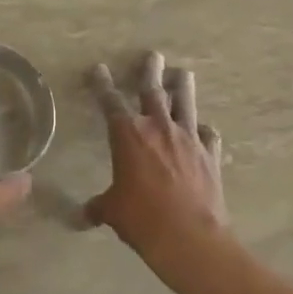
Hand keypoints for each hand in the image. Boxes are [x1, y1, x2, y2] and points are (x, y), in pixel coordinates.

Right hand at [86, 51, 227, 267]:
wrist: (190, 238)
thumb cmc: (142, 219)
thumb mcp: (113, 212)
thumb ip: (99, 207)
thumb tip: (82, 217)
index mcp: (128, 135)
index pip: (110, 101)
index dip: (102, 84)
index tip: (99, 68)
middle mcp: (158, 128)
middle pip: (153, 90)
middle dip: (150, 70)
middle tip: (153, 55)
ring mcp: (188, 139)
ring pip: (186, 103)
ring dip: (183, 86)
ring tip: (183, 73)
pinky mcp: (210, 155)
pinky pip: (208, 135)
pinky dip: (205, 131)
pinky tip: (205, 130)